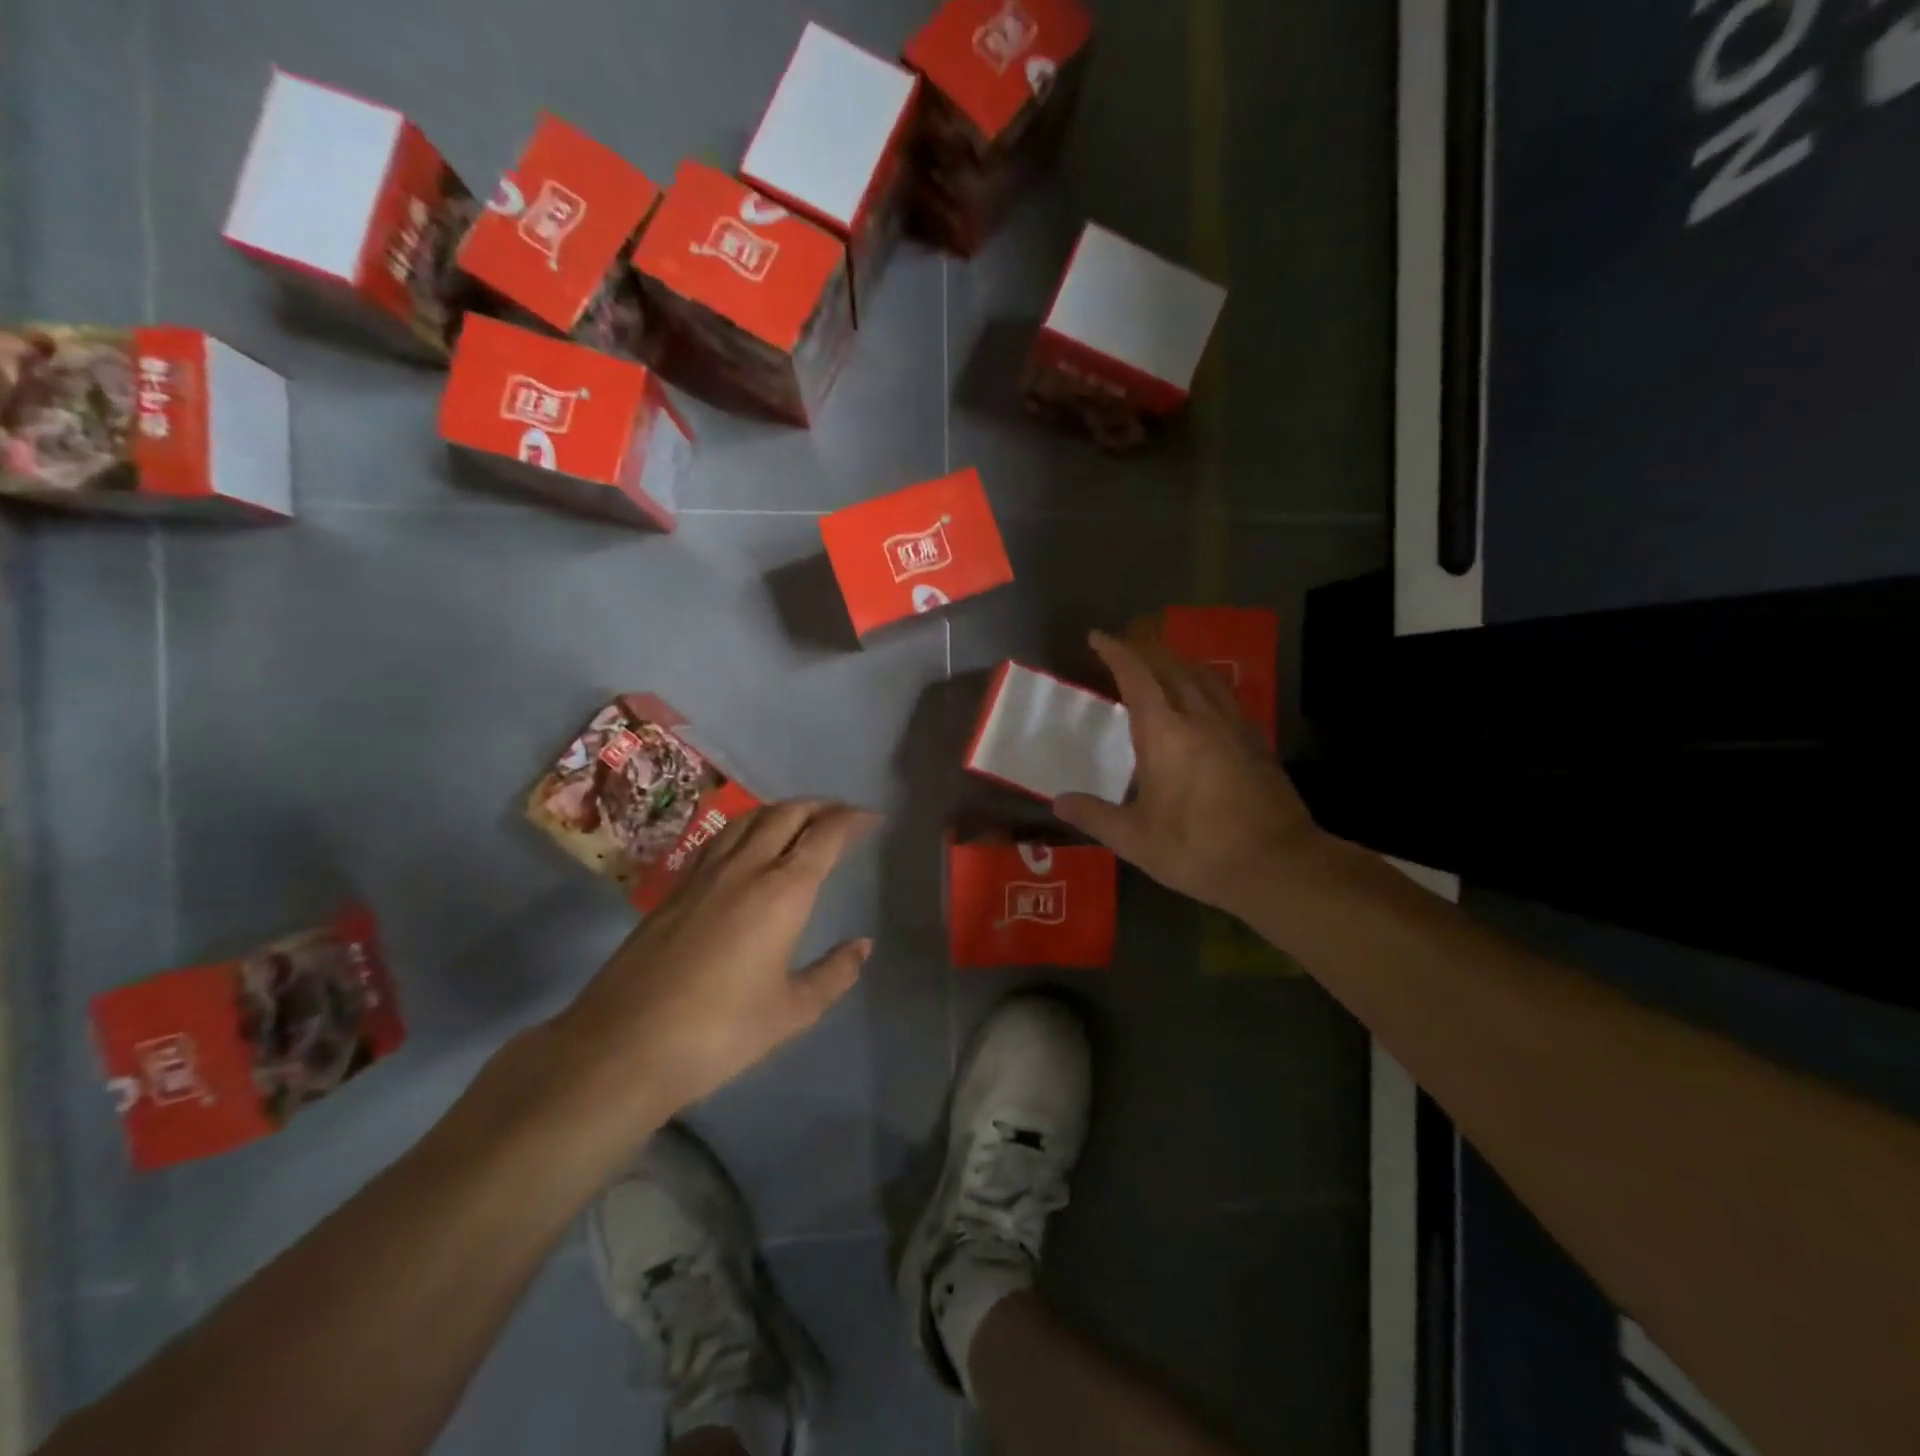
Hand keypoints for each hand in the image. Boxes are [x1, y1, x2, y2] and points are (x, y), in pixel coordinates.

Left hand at [546, 800, 878, 1136]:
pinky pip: (721, 838)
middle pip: (787, 814)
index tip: (872, 818)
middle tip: (842, 814)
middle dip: (820, 806)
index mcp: (783, 891)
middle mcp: (746, 868)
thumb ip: (834, 974)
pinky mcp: (675, 888)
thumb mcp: (792, 1012)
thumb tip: (862, 945)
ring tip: (800, 820)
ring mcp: (704, 874)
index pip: (825, 836)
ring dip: (782, 810)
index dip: (852, 820)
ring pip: (750, 819)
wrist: (623, 1046)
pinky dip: (748, 827)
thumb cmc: (720, 1032)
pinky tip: (748, 846)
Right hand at [1054, 631, 1327, 918]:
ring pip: (1204, 676)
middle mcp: (1200, 717)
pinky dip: (1205, 684)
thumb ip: (1094, 816)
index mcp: (1165, 733)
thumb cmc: (1197, 849)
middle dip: (1146, 647)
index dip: (1115, 652)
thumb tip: (1058, 802)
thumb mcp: (1135, 839)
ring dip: (1178, 660)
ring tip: (1163, 661)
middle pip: (1172, 665)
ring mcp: (1234, 726)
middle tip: (1125, 643)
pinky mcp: (1257, 742)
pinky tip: (1204, 700)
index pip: (1136, 676)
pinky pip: (1225, 696)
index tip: (1098, 637)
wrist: (1277, 865)